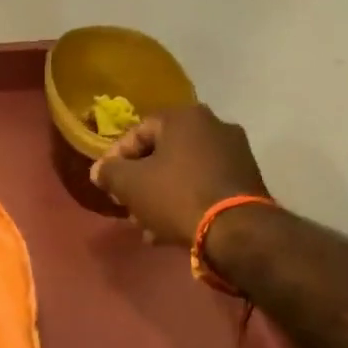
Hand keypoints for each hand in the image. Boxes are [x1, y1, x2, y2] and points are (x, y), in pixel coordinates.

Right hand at [90, 103, 270, 245]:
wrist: (236, 230)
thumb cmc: (176, 196)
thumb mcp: (130, 184)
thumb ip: (108, 172)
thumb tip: (100, 170)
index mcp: (185, 117)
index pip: (138, 132)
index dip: (115, 159)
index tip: (106, 184)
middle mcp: (214, 125)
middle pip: (162, 153)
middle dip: (140, 182)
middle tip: (127, 205)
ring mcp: (235, 152)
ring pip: (183, 172)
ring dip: (160, 196)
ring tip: (147, 225)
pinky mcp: (248, 179)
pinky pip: (204, 185)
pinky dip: (185, 201)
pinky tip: (170, 229)